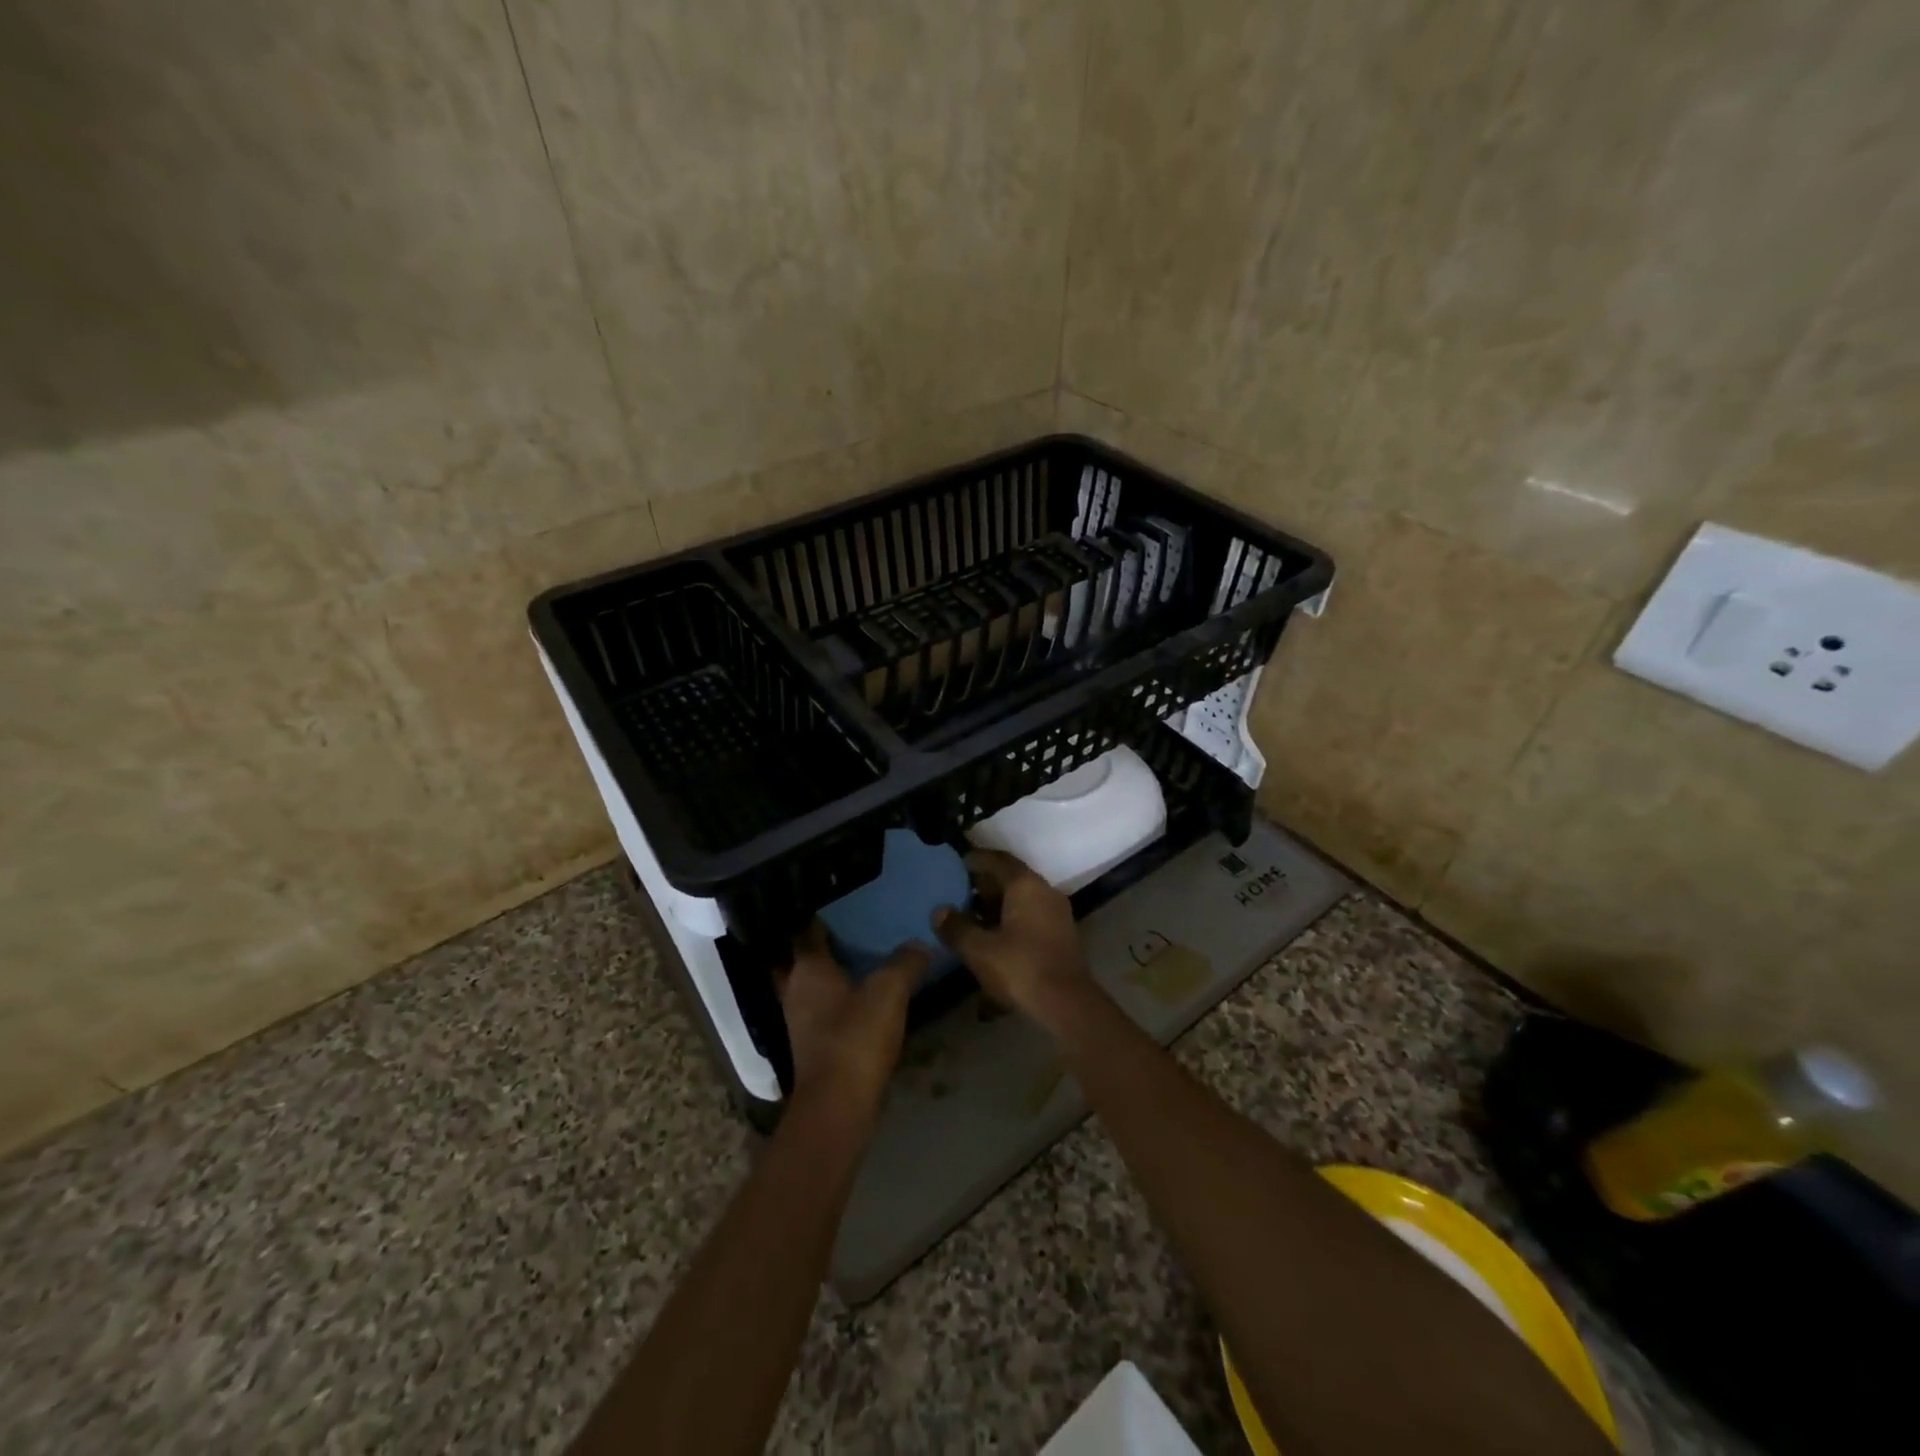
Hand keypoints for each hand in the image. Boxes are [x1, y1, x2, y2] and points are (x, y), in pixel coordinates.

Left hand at [777, 924, 926, 1120]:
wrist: (838, 1106)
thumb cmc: (856, 1038)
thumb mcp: (889, 991)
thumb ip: (905, 962)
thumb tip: (919, 944)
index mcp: (808, 968)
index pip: (806, 929)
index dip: (820, 913)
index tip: (841, 899)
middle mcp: (796, 989)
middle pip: (806, 956)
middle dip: (825, 942)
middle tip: (854, 924)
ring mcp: (801, 1019)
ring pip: (814, 983)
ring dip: (833, 971)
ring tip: (863, 954)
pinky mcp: (813, 1043)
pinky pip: (824, 1007)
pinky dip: (839, 998)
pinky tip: (864, 994)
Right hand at [931, 850, 1087, 1028]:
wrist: (1066, 1004)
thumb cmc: (1020, 968)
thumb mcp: (979, 949)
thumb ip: (956, 927)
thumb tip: (940, 911)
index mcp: (1026, 885)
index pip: (999, 860)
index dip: (977, 860)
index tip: (958, 863)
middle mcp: (1044, 892)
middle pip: (1011, 879)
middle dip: (984, 886)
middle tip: (959, 894)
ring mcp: (1056, 914)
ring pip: (1021, 900)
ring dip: (997, 907)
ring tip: (970, 920)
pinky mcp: (1060, 936)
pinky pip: (1030, 917)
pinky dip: (1010, 921)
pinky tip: (993, 940)